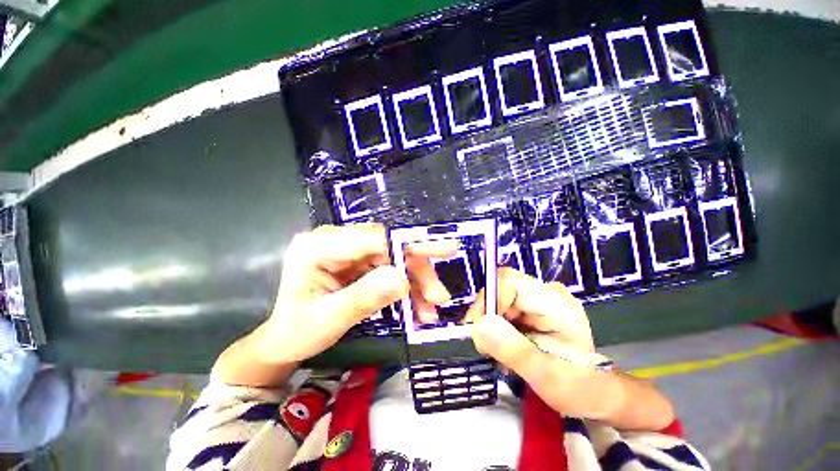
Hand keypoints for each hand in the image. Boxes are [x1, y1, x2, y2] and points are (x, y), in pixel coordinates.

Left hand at [213, 223, 456, 386]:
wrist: (286, 341)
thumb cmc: (297, 332)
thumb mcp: (328, 320)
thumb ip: (364, 297)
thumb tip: (402, 280)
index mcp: (318, 246)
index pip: (371, 238)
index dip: (406, 247)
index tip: (440, 254)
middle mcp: (336, 241)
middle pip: (389, 246)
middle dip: (417, 269)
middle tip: (440, 292)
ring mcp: (350, 251)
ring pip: (395, 258)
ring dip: (416, 283)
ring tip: (431, 309)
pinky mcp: (360, 263)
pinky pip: (391, 270)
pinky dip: (407, 289)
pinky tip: (419, 307)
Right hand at [470, 268, 673, 430]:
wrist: (597, 394)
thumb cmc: (581, 387)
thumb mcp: (547, 375)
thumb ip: (513, 350)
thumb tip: (478, 326)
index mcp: (554, 302)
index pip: (509, 280)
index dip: (488, 298)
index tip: (477, 328)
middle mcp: (543, 294)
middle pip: (499, 290)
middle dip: (486, 318)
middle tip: (484, 349)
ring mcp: (536, 301)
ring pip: (496, 301)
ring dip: (489, 326)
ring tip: (498, 355)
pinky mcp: (529, 311)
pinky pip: (500, 311)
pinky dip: (495, 330)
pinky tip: (504, 349)